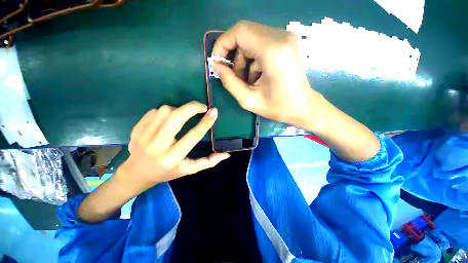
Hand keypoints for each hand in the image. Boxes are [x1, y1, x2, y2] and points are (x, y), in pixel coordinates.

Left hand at [121, 101, 229, 187]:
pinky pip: (154, 111)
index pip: (194, 135)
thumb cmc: (167, 172)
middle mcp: (158, 146)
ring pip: (165, 111)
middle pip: (176, 118)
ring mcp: (144, 136)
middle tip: (202, 107)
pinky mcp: (137, 129)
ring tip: (183, 115)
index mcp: (173, 157)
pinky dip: (165, 111)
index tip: (214, 112)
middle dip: (192, 107)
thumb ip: (208, 162)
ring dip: (179, 109)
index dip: (206, 122)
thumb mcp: (189, 170)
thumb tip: (226, 155)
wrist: (136, 173)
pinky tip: (168, 119)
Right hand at [212, 20, 320, 125]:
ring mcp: (286, 37)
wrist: (303, 107)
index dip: (223, 43)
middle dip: (234, 54)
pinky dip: (254, 58)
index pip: (240, 31)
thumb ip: (229, 82)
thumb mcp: (248, 100)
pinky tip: (258, 76)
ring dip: (244, 58)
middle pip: (245, 33)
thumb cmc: (278, 107)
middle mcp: (281, 37)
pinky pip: (261, 43)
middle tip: (234, 75)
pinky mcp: (287, 42)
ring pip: (252, 39)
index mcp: (272, 51)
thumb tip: (217, 66)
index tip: (217, 61)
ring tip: (248, 80)